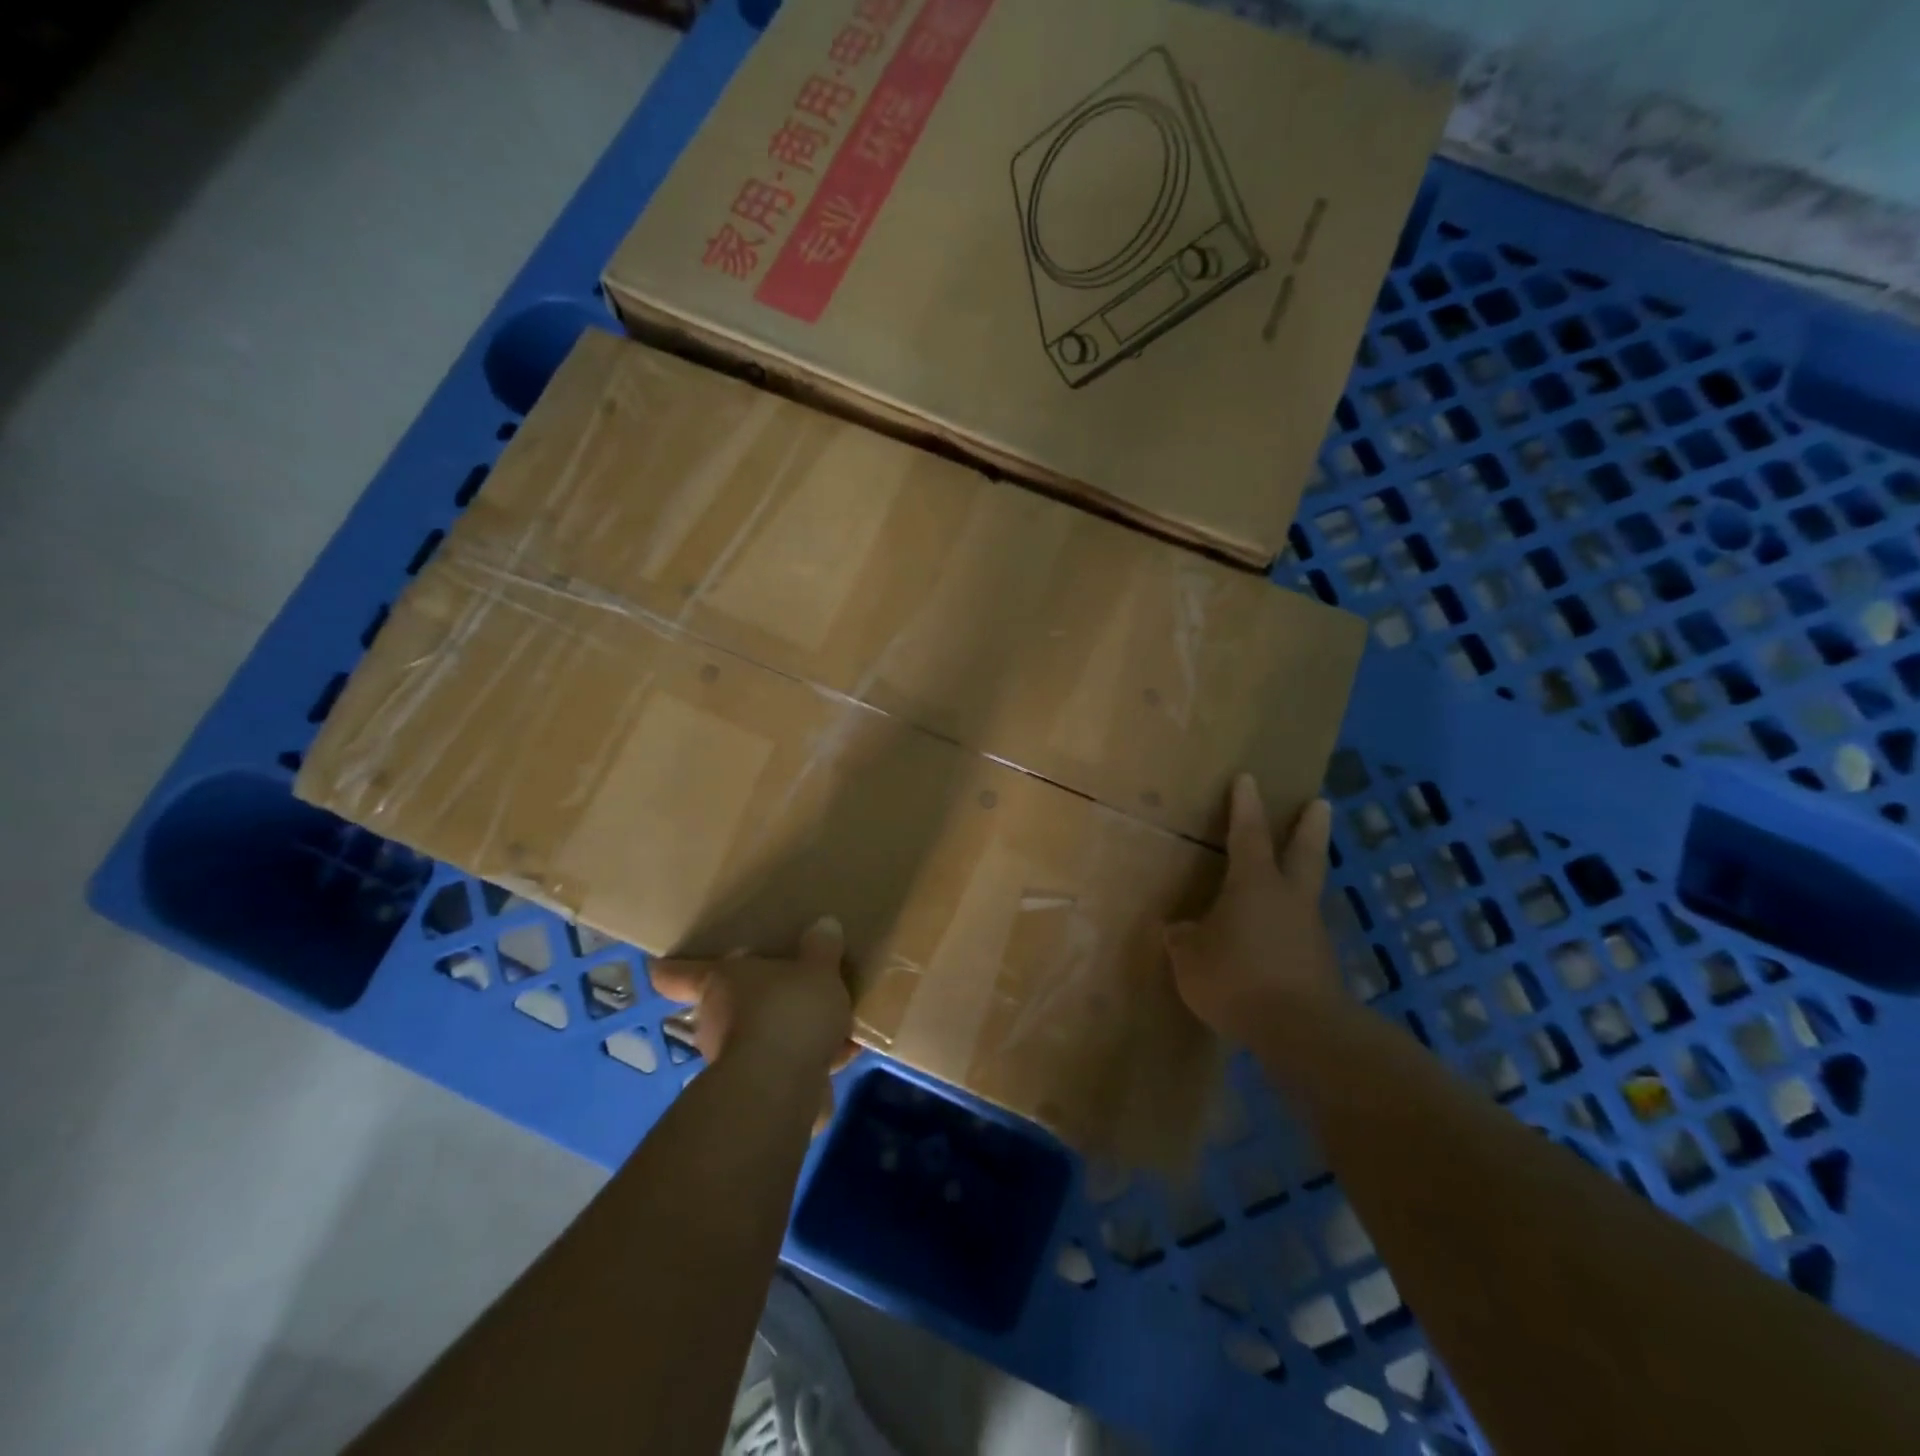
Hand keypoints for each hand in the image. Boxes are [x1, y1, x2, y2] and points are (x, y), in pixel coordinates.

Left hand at [648, 916, 856, 1080]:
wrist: (782, 1088)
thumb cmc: (789, 1011)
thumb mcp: (818, 969)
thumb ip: (821, 949)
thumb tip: (824, 925)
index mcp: (719, 983)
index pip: (680, 974)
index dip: (670, 970)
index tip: (659, 967)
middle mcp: (716, 1021)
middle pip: (727, 1005)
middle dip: (756, 999)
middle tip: (788, 986)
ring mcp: (734, 1060)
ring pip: (761, 1036)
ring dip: (787, 1031)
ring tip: (829, 1021)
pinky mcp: (759, 1092)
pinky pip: (786, 1065)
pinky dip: (810, 1058)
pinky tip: (844, 1051)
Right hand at [1165, 774, 1342, 1039]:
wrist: (1302, 1032)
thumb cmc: (1238, 978)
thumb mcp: (1191, 958)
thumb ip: (1185, 939)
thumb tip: (1181, 930)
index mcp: (1254, 884)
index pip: (1249, 834)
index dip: (1246, 807)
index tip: (1248, 779)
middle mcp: (1289, 898)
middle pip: (1304, 852)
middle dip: (1310, 826)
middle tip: (1320, 803)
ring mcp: (1310, 930)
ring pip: (1307, 892)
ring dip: (1303, 877)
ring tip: (1289, 877)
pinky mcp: (1320, 964)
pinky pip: (1301, 931)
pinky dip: (1291, 925)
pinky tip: (1275, 940)